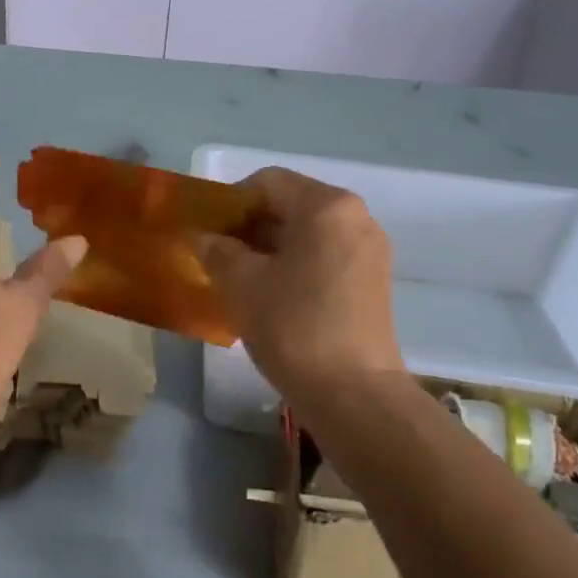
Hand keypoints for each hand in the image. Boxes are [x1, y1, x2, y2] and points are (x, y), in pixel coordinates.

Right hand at [198, 167, 402, 397]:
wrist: (354, 395)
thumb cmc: (293, 326)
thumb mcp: (241, 284)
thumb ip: (216, 250)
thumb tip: (204, 238)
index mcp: (326, 206)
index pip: (267, 182)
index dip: (231, 202)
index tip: (210, 234)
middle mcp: (356, 217)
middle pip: (290, 205)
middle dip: (250, 227)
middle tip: (220, 258)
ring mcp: (369, 250)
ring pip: (308, 233)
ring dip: (270, 248)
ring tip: (243, 281)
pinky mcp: (373, 281)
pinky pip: (325, 256)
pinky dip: (295, 265)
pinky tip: (273, 297)